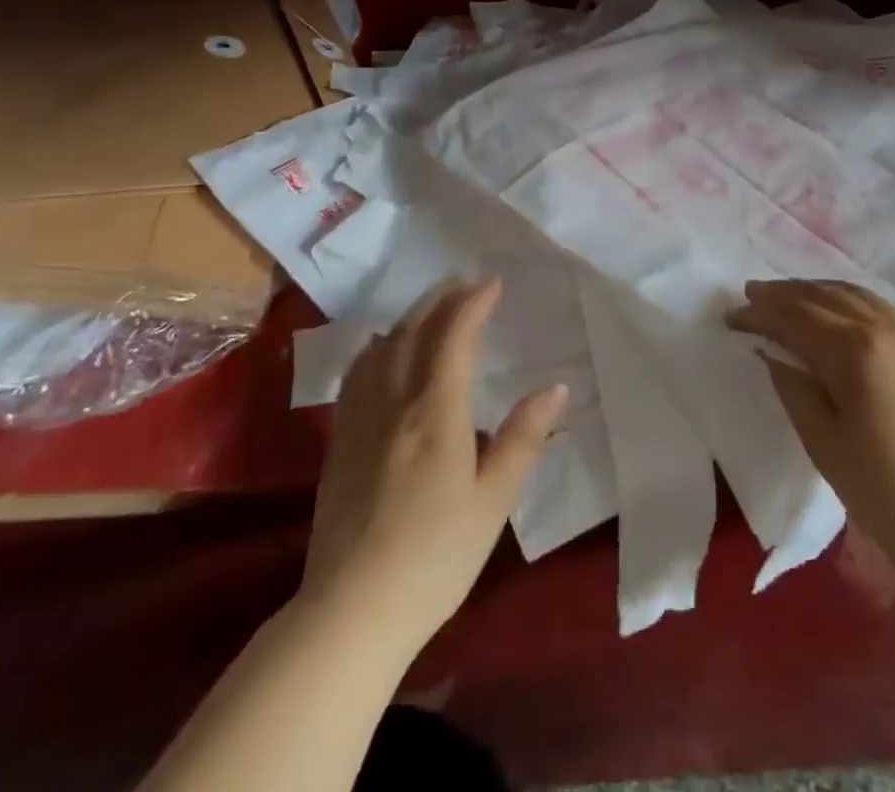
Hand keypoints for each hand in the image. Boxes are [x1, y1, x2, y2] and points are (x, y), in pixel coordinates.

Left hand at [300, 279, 566, 656]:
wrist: (350, 611)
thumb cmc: (435, 557)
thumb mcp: (492, 502)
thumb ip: (523, 439)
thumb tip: (556, 388)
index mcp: (436, 412)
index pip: (454, 337)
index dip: (473, 304)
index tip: (493, 283)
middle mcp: (395, 402)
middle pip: (416, 331)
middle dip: (442, 300)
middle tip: (465, 284)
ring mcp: (360, 419)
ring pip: (384, 347)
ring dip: (411, 317)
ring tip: (432, 308)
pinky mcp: (339, 441)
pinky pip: (357, 373)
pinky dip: (376, 347)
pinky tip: (381, 350)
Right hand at [729, 280, 894, 560]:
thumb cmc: (887, 490)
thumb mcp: (824, 443)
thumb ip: (794, 389)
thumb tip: (772, 354)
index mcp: (854, 350)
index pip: (795, 318)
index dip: (759, 314)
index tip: (730, 317)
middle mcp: (882, 329)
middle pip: (822, 297)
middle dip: (782, 294)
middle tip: (749, 295)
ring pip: (852, 294)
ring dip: (814, 290)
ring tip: (786, 295)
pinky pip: (876, 307)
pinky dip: (845, 299)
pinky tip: (834, 310)